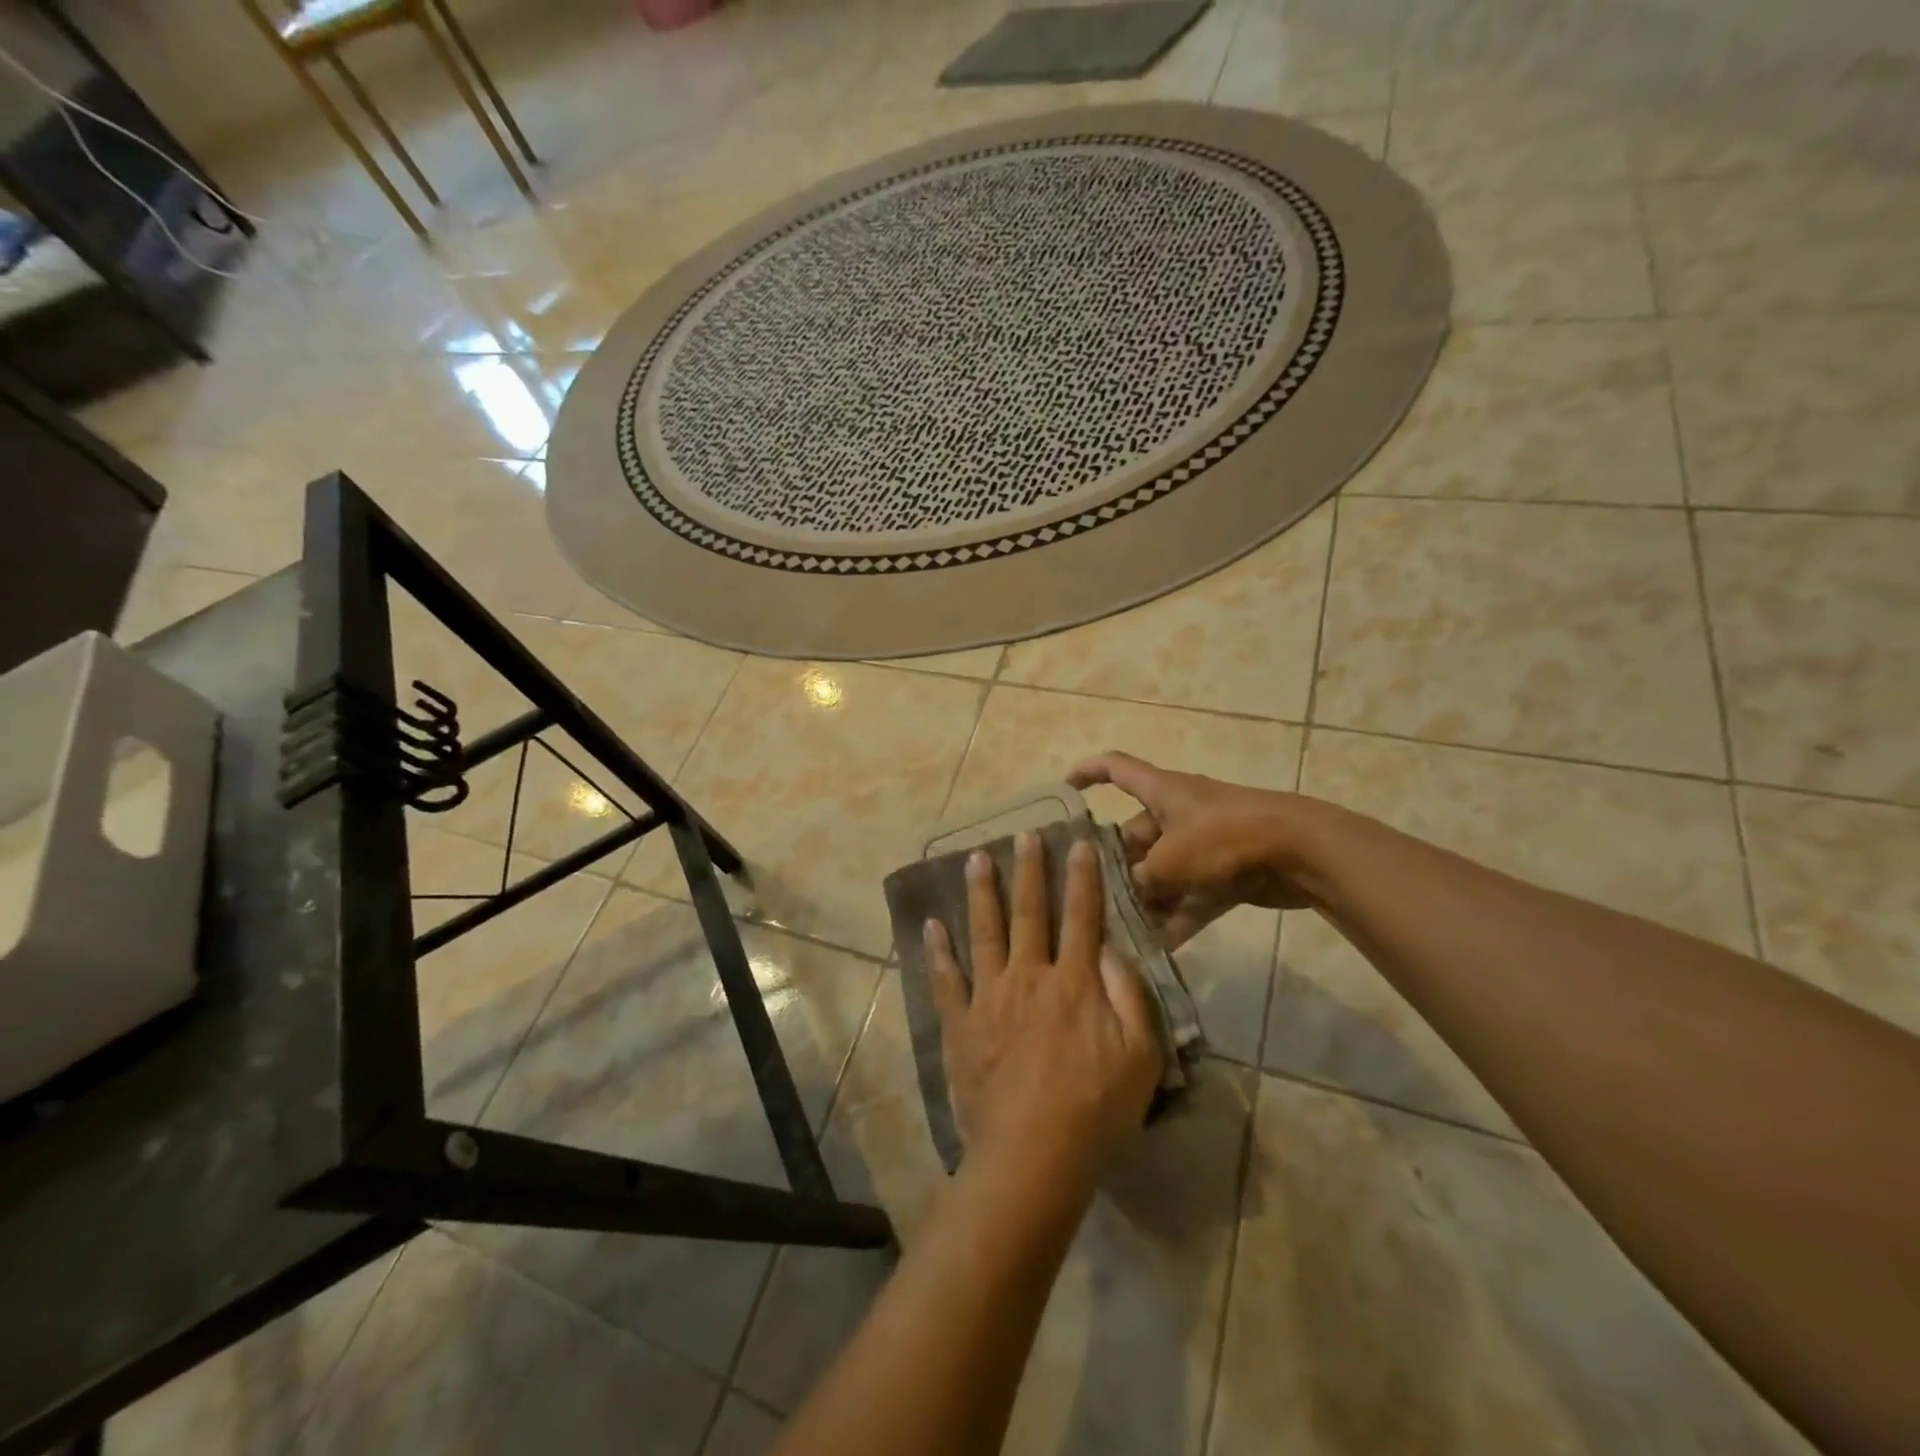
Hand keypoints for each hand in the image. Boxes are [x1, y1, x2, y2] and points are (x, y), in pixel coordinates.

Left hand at [923, 832, 1163, 1178]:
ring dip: (981, 892)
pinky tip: (931, 924)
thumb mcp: (1141, 1056)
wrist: (1034, 1154)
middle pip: (1029, 912)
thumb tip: (1110, 947)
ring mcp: (990, 997)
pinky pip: (945, 979)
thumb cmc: (1095, 1109)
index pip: (1081, 917)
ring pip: (984, 932)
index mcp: (1074, 982)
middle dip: (1029, 870)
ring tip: (975, 858)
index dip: (1082, 878)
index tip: (1078, 842)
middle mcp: (1029, 976)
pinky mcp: (961, 1022)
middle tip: (1024, 834)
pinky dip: (937, 950)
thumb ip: (1129, 995)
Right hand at [1068, 751, 1325, 947]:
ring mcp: (1203, 845)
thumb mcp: (1171, 859)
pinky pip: (1191, 897)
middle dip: (1116, 868)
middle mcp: (1178, 814)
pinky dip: (1177, 919)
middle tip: (1091, 899)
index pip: (1116, 768)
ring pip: (1163, 872)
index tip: (1064, 789)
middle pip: (1135, 836)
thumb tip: (1130, 891)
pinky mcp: (1225, 874)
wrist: (1300, 851)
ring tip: (1119, 931)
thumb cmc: (1224, 838)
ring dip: (1146, 900)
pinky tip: (1157, 949)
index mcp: (1161, 792)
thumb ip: (1142, 878)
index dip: (1088, 773)